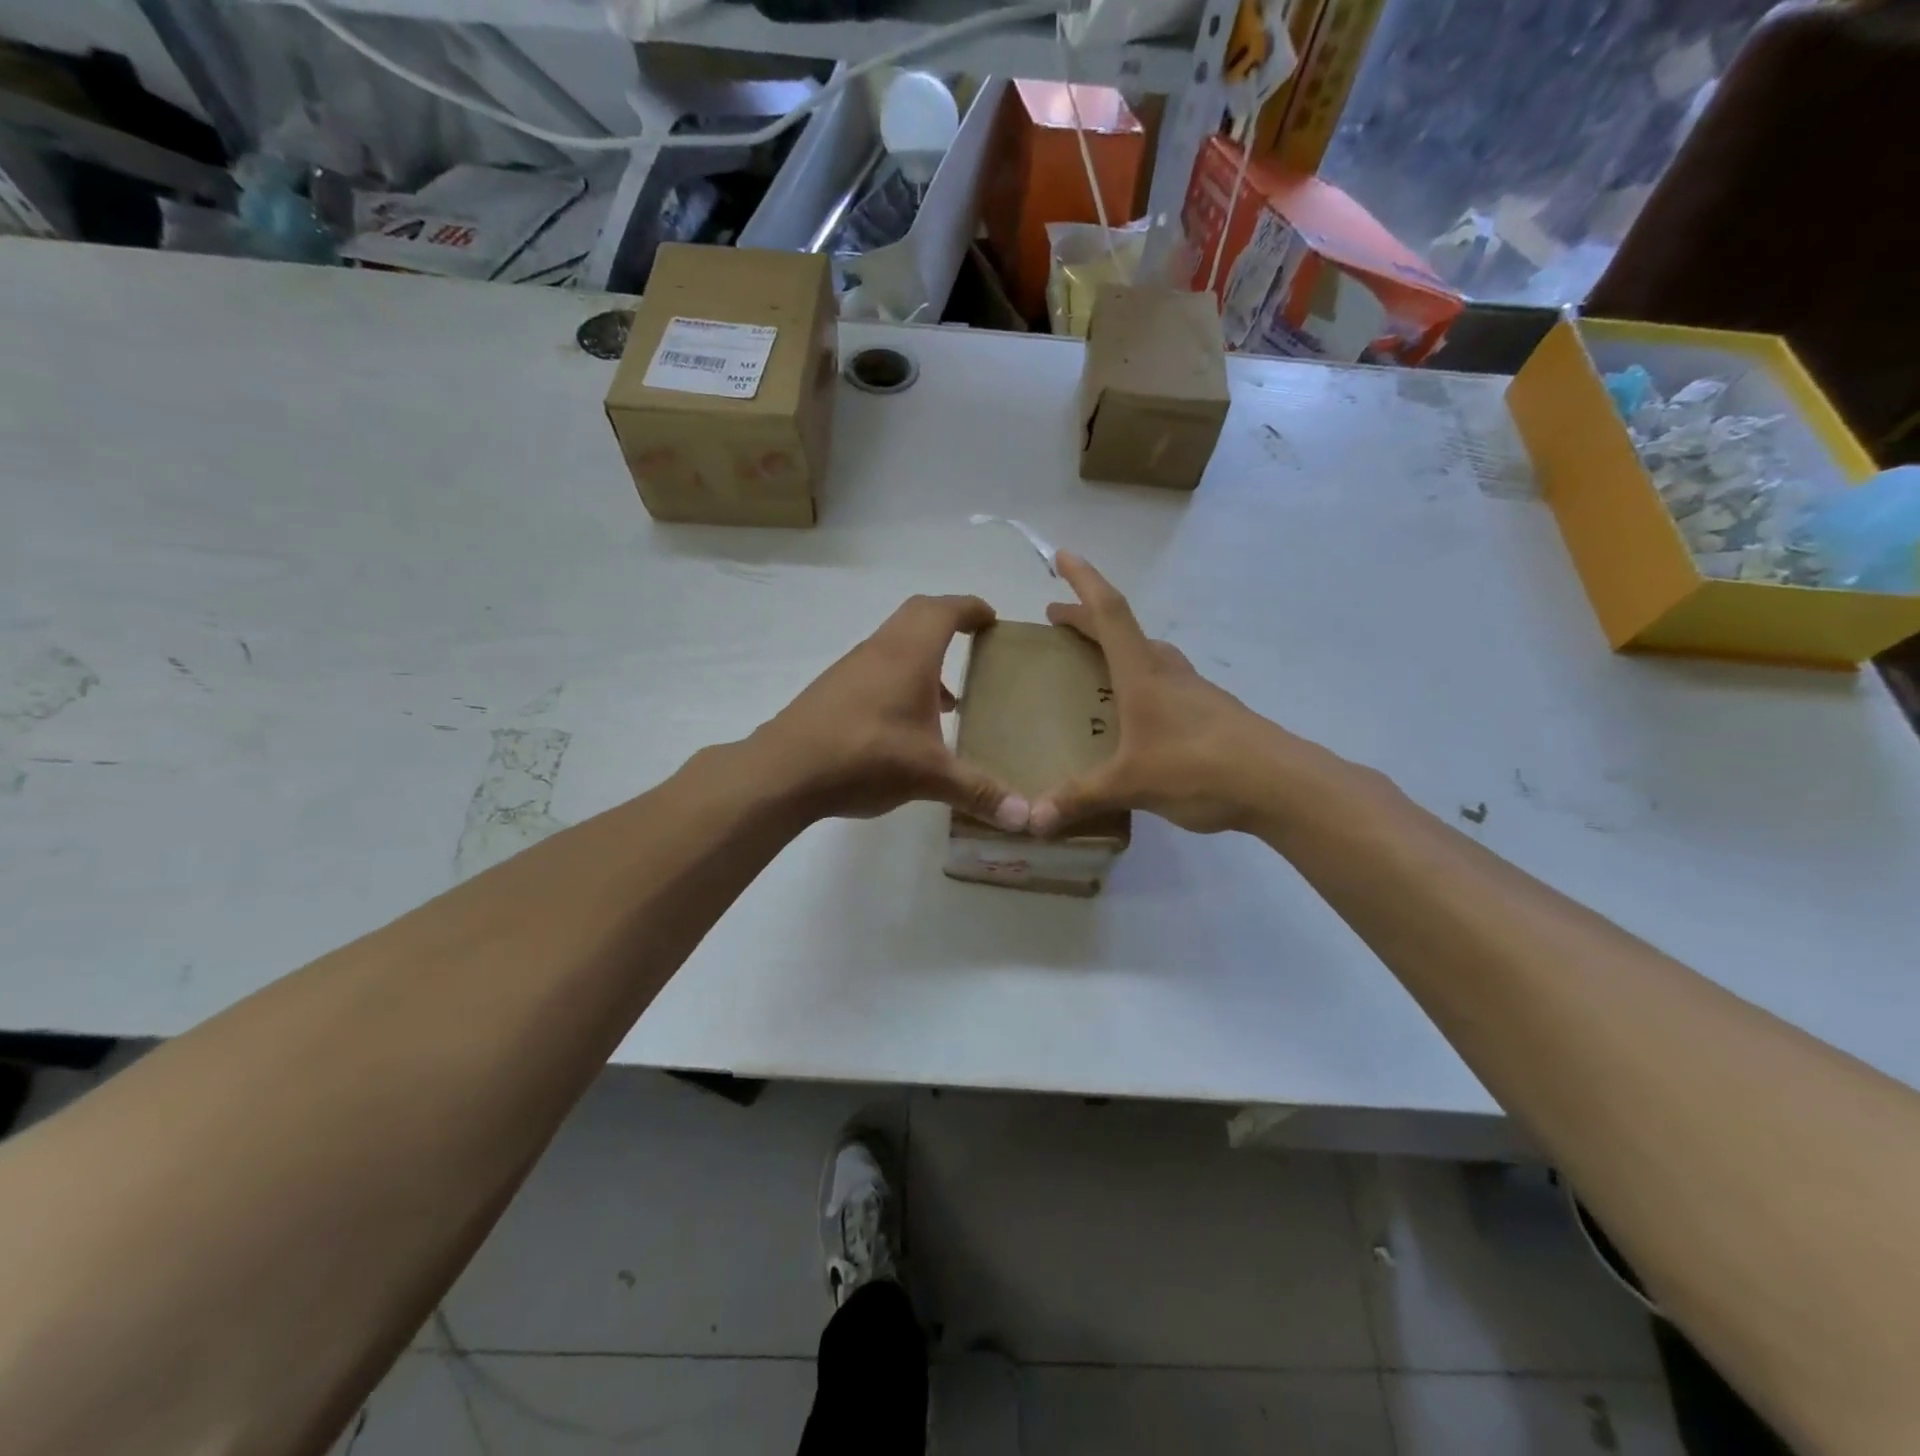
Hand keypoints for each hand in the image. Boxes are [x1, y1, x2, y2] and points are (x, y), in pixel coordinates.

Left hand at [756, 594, 1029, 827]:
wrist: (784, 771)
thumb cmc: (865, 757)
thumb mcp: (929, 776)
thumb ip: (979, 792)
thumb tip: (1027, 819)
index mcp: (909, 654)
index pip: (945, 610)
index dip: (971, 608)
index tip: (992, 619)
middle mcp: (880, 649)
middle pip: (918, 614)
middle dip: (949, 621)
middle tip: (975, 643)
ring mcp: (852, 668)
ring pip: (895, 642)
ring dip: (924, 656)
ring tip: (948, 698)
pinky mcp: (833, 690)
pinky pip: (877, 667)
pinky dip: (901, 678)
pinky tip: (907, 725)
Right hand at [1030, 553, 1297, 836]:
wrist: (1281, 784)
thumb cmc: (1200, 767)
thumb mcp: (1131, 784)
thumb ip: (1080, 798)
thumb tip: (1033, 821)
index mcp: (1143, 675)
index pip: (1110, 613)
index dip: (1084, 582)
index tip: (1062, 556)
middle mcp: (1167, 672)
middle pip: (1124, 630)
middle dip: (1087, 619)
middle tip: (1057, 620)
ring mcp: (1194, 691)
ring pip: (1149, 655)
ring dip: (1117, 648)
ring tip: (1094, 663)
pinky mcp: (1211, 713)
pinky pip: (1166, 683)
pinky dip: (1141, 680)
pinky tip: (1138, 715)